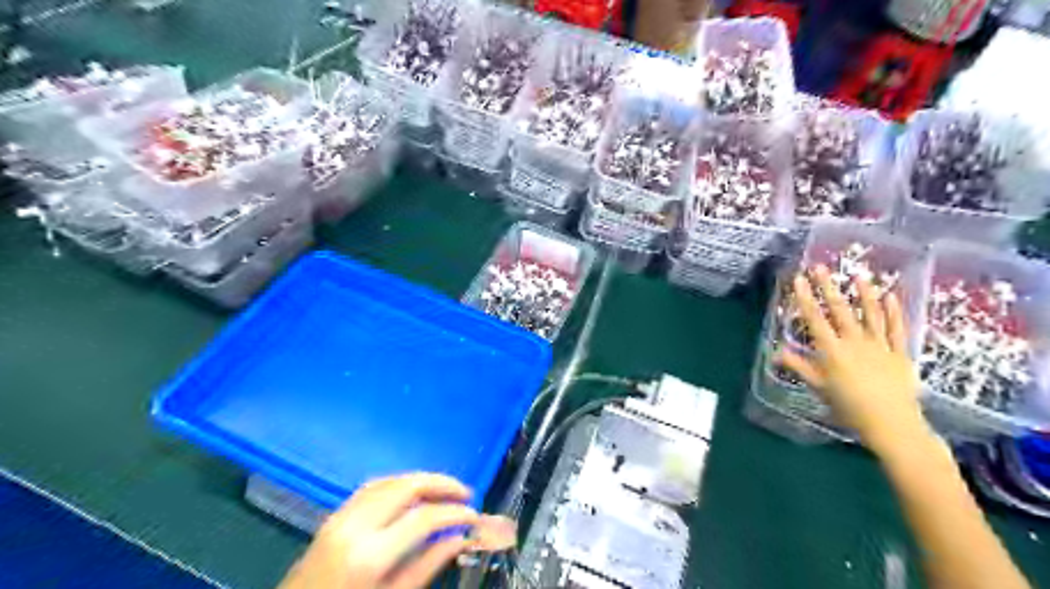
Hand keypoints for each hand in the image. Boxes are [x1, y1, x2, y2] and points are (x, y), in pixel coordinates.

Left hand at [278, 474, 515, 588]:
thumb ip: (428, 565)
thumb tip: (461, 537)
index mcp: (370, 555)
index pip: (424, 518)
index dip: (455, 513)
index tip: (475, 516)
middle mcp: (356, 526)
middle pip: (407, 486)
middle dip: (442, 483)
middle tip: (466, 493)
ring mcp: (341, 516)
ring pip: (390, 480)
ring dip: (422, 479)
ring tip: (446, 489)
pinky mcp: (334, 515)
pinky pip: (372, 486)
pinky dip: (399, 482)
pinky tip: (414, 491)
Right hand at [773, 265, 928, 454]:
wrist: (891, 424)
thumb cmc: (848, 407)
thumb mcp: (818, 388)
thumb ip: (799, 367)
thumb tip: (776, 352)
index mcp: (832, 351)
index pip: (815, 319)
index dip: (805, 298)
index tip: (798, 280)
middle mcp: (855, 342)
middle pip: (840, 310)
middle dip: (828, 287)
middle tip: (820, 267)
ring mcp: (880, 346)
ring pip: (871, 314)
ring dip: (864, 293)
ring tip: (859, 274)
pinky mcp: (900, 353)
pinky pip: (897, 328)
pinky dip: (894, 311)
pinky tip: (891, 296)